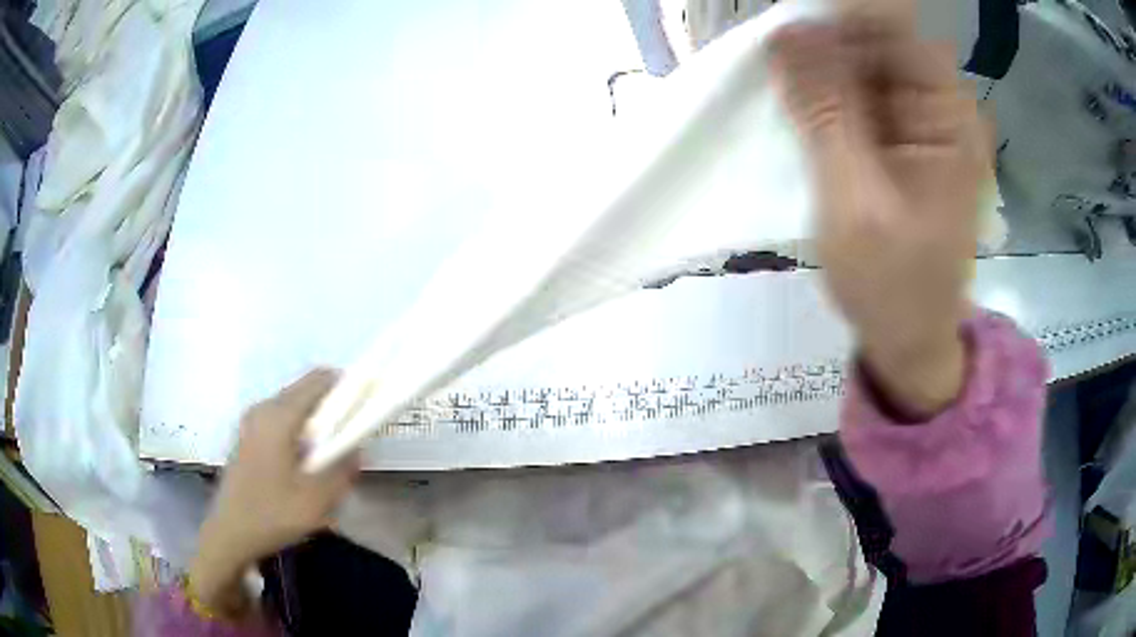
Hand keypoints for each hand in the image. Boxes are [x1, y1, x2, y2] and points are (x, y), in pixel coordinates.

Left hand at [190, 369, 359, 618]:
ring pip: (293, 407)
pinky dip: (299, 432)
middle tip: (348, 443)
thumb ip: (343, 468)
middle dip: (333, 409)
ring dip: (316, 423)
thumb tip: (356, 447)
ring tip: (327, 459)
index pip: (319, 379)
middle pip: (305, 391)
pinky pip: (281, 421)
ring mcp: (252, 422)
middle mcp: (263, 408)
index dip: (347, 387)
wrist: (229, 533)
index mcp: (279, 415)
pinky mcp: (247, 437)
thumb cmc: (272, 514)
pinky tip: (302, 467)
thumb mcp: (318, 499)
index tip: (364, 411)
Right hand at [770, 7, 984, 416]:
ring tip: (781, 87)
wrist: (908, 339)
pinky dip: (824, 91)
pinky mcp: (899, 137)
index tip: (785, 31)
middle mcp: (939, 105)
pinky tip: (798, 107)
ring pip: (861, 62)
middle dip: (821, 41)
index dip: (836, 19)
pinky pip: (857, 92)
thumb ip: (826, 111)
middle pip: (874, 39)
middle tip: (774, 60)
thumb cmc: (891, 284)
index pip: (891, 27)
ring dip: (818, 66)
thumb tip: (788, 30)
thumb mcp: (854, 199)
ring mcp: (920, 120)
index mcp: (948, 115)